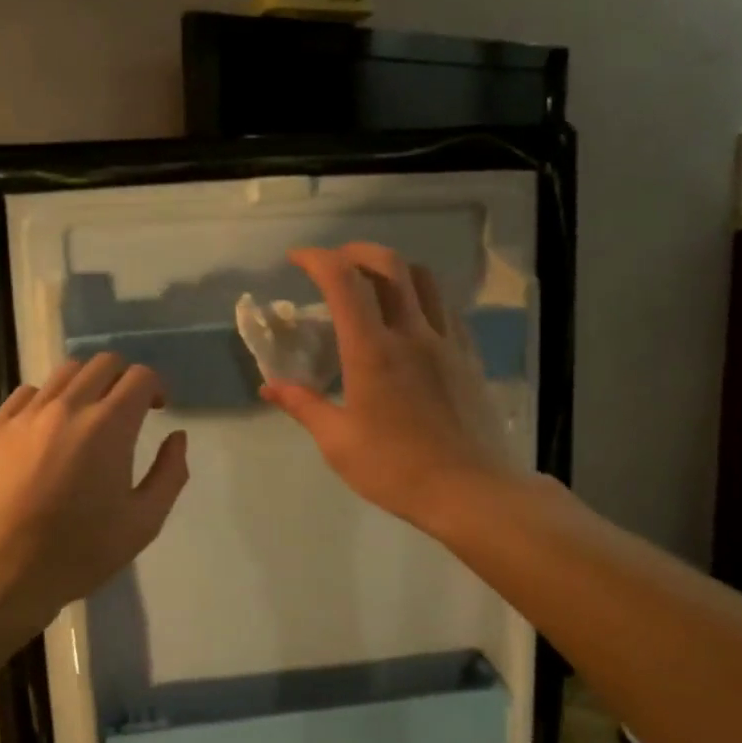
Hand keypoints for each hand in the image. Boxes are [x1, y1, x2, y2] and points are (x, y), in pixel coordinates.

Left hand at [0, 354, 189, 638]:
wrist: (1, 572)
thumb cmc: (80, 551)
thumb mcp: (144, 522)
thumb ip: (170, 473)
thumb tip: (176, 437)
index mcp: (109, 426)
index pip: (139, 376)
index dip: (155, 387)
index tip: (156, 408)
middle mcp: (68, 407)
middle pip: (103, 363)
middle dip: (123, 379)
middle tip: (126, 409)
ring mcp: (26, 414)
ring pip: (64, 373)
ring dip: (86, 385)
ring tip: (86, 416)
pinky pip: (27, 394)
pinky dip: (46, 400)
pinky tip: (47, 429)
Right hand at [262, 244, 515, 530]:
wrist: (471, 491)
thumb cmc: (396, 469)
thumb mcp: (338, 443)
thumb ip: (304, 406)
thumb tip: (270, 387)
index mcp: (372, 351)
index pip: (343, 281)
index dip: (316, 259)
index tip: (296, 259)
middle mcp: (411, 333)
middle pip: (388, 264)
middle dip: (355, 251)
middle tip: (333, 264)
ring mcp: (446, 342)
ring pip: (423, 279)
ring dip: (392, 269)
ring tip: (372, 285)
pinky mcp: (469, 357)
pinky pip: (445, 308)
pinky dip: (421, 297)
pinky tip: (410, 320)